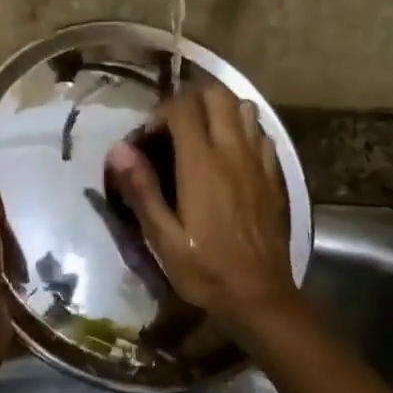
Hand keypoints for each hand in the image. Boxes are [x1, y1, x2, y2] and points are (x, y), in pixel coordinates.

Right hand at [106, 85, 301, 335]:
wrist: (260, 295)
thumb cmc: (205, 270)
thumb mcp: (162, 238)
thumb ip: (142, 189)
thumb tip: (118, 148)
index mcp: (202, 164)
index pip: (183, 108)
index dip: (161, 112)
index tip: (148, 137)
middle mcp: (233, 152)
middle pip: (217, 96)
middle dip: (191, 100)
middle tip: (174, 126)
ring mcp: (258, 161)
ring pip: (244, 108)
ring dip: (221, 110)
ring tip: (203, 133)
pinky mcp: (274, 175)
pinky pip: (261, 134)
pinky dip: (245, 130)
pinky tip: (232, 153)